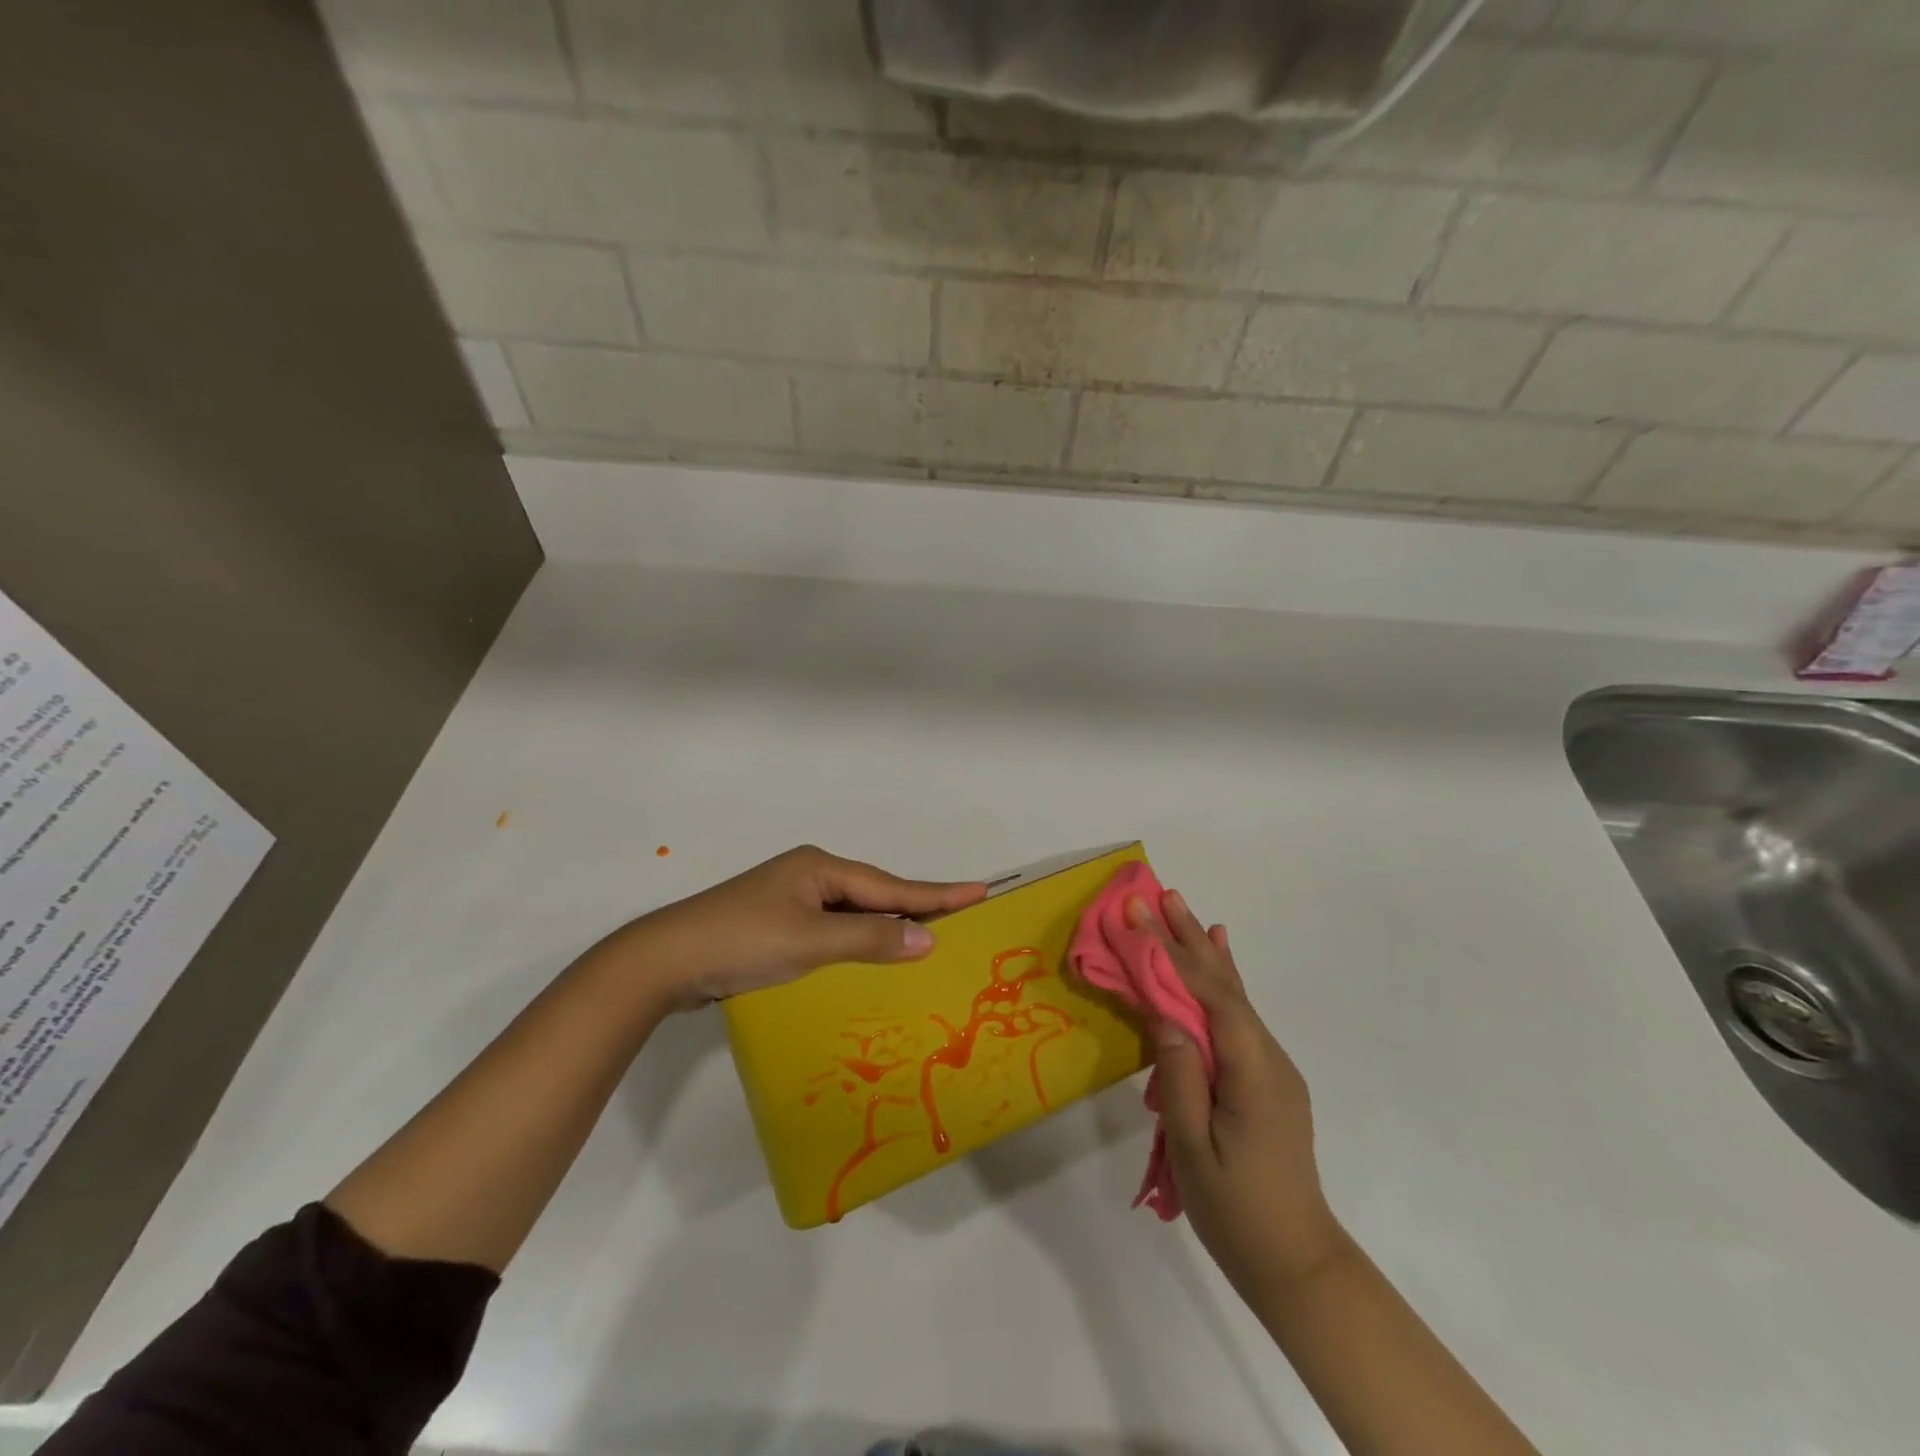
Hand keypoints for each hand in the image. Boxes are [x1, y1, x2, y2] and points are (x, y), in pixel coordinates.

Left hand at [604, 845, 985, 1009]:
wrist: (665, 960)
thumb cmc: (742, 941)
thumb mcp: (810, 941)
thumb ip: (868, 939)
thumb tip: (927, 940)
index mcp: (820, 867)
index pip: (889, 885)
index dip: (935, 893)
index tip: (979, 891)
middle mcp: (810, 875)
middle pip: (874, 894)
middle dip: (916, 906)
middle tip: (961, 913)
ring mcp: (791, 899)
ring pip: (853, 912)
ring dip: (887, 925)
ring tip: (927, 935)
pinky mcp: (777, 924)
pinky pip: (833, 927)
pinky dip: (858, 939)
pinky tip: (870, 952)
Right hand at [1132, 889, 1347, 1303]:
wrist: (1296, 1261)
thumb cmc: (1237, 1211)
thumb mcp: (1195, 1149)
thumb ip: (1182, 1076)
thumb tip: (1164, 1014)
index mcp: (1251, 1070)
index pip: (1207, 995)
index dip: (1170, 952)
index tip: (1138, 915)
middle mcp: (1268, 1056)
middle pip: (1223, 984)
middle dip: (1186, 937)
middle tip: (1159, 894)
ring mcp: (1271, 1065)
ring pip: (1232, 994)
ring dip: (1203, 950)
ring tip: (1182, 909)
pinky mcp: (1266, 1076)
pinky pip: (1239, 1015)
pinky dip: (1223, 979)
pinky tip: (1221, 954)